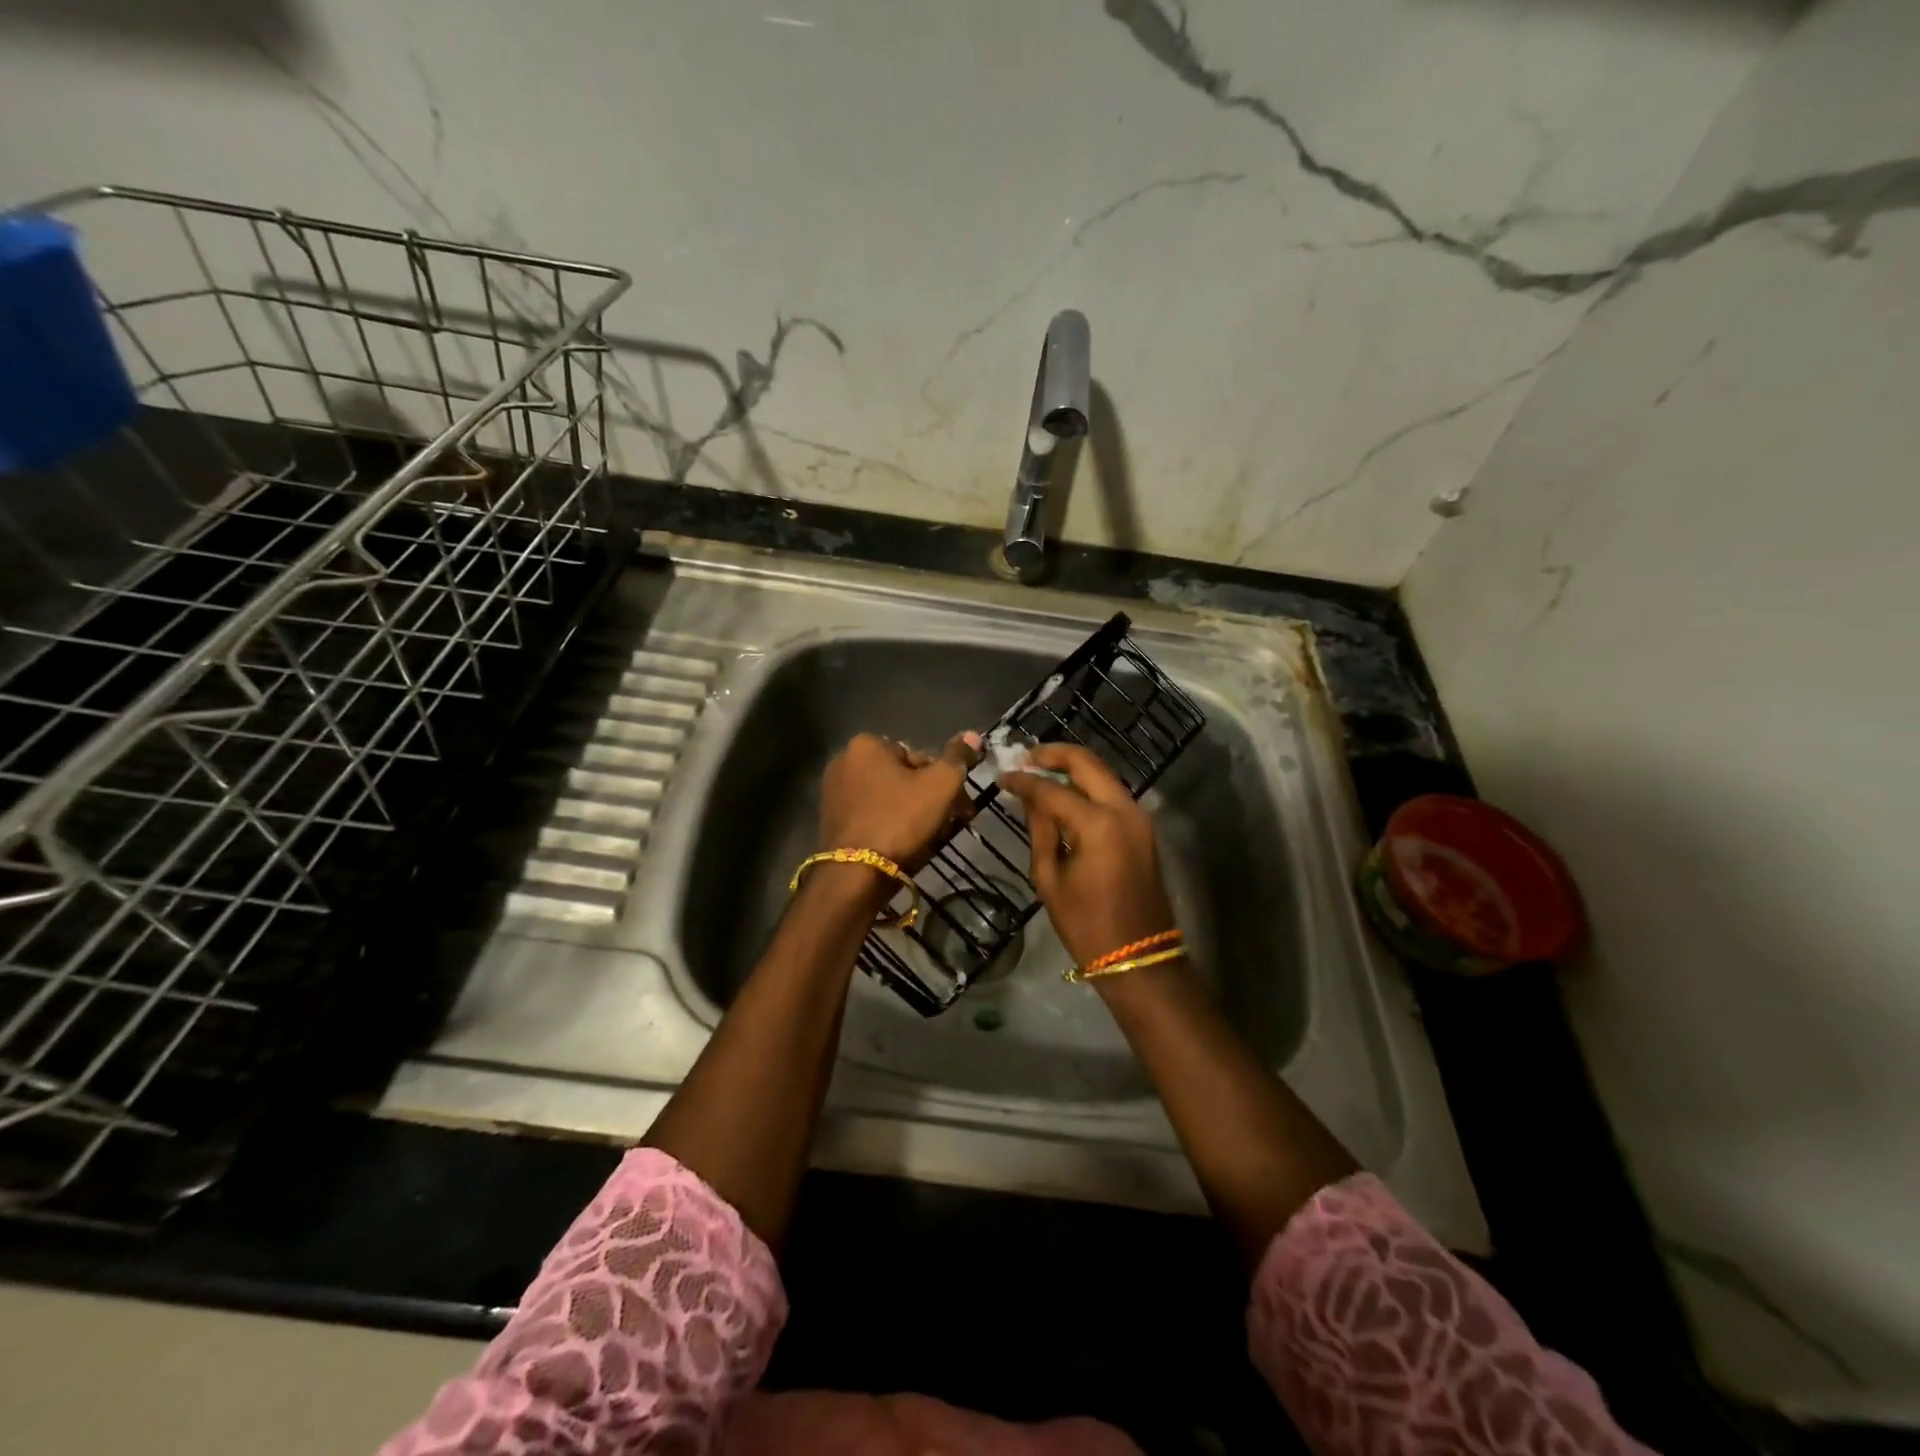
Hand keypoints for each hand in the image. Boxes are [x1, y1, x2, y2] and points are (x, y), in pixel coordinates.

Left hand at [817, 731, 982, 868]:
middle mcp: (844, 761)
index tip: (959, 804)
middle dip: (929, 797)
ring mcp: (834, 792)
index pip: (919, 756)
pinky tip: (904, 845)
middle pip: (903, 776)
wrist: (856, 874)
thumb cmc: (900, 820)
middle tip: (951, 821)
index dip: (945, 780)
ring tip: (930, 836)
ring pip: (888, 797)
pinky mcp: (831, 820)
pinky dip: (890, 824)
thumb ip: (958, 757)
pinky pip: (871, 815)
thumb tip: (973, 735)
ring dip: (912, 812)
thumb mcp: (940, 785)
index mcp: (866, 744)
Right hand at [998, 742, 1176, 967]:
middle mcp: (1123, 809)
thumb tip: (1028, 796)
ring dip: (1072, 767)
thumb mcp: (1050, 878)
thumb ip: (1040, 829)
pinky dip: (1087, 785)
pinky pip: (1111, 793)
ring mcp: (1138, 816)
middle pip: (1086, 763)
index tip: (1002, 776)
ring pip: (1102, 774)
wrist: (1139, 956)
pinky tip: (1064, 792)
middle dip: (1054, 754)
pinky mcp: (1142, 827)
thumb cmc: (1086, 924)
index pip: (1052, 789)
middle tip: (1025, 756)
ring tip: (1040, 770)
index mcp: (1098, 824)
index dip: (1024, 780)